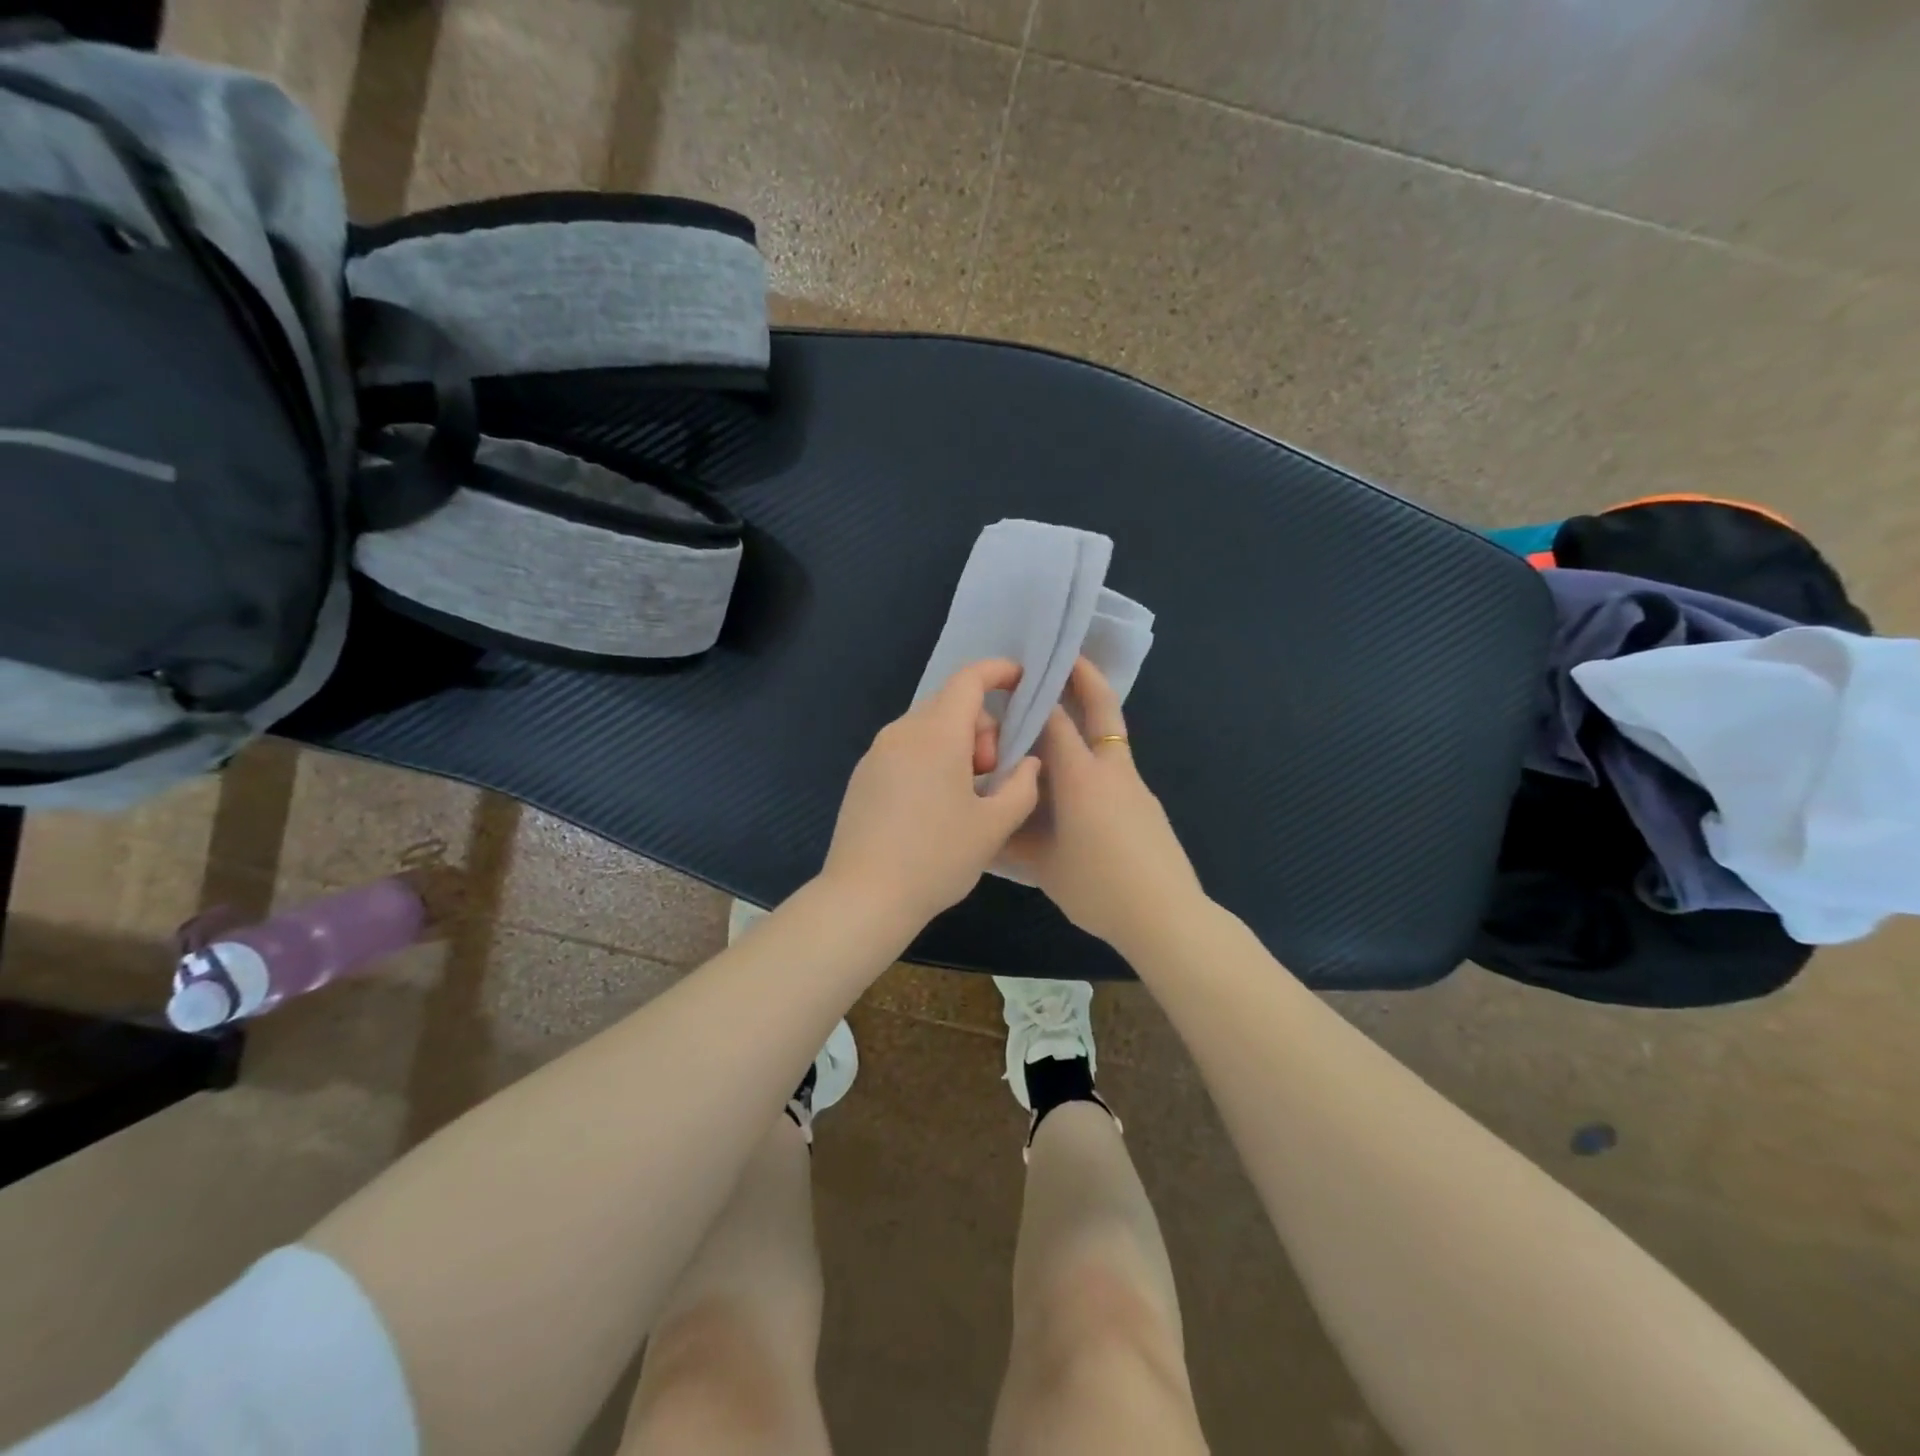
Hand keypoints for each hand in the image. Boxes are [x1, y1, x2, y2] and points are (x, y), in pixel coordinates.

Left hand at [821, 659, 1043, 930]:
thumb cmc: (936, 859)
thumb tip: (1027, 763)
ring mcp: (876, 753)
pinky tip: (933, 808)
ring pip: (927, 729)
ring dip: (956, 747)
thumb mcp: (994, 826)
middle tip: (991, 775)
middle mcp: (902, 732)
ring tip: (965, 798)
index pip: (969, 680)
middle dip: (982, 729)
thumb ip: (1022, 786)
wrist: (864, 898)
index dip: (999, 672)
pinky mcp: (863, 776)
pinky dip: (930, 760)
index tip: (1021, 681)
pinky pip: (906, 750)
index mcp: (936, 735)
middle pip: (950, 706)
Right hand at [1005, 658, 1203, 952]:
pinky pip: (1116, 768)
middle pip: (1102, 709)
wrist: (1166, 916)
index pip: (1055, 721)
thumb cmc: (1098, 888)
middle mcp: (1111, 770)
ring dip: (1090, 718)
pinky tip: (1076, 785)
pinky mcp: (1146, 805)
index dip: (1037, 696)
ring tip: (1058, 722)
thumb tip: (992, 822)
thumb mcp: (1044, 866)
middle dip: (1085, 677)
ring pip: (1111, 738)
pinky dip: (1095, 757)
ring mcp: (1135, 786)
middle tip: (1065, 656)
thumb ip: (1015, 838)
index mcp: (1081, 778)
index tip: (1017, 679)